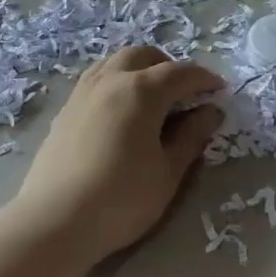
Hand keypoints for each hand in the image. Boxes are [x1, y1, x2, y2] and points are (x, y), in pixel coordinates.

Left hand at [13, 45, 223, 262]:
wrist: (55, 220)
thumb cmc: (122, 198)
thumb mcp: (168, 172)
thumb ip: (192, 137)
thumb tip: (212, 112)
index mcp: (142, 90)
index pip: (181, 73)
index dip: (204, 79)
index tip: (220, 91)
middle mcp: (111, 79)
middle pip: (144, 55)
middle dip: (169, 66)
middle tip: (184, 93)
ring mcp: (83, 92)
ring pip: (115, 62)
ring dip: (139, 69)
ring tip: (152, 97)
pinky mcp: (65, 109)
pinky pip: (96, 79)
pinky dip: (116, 81)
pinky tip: (120, 111)